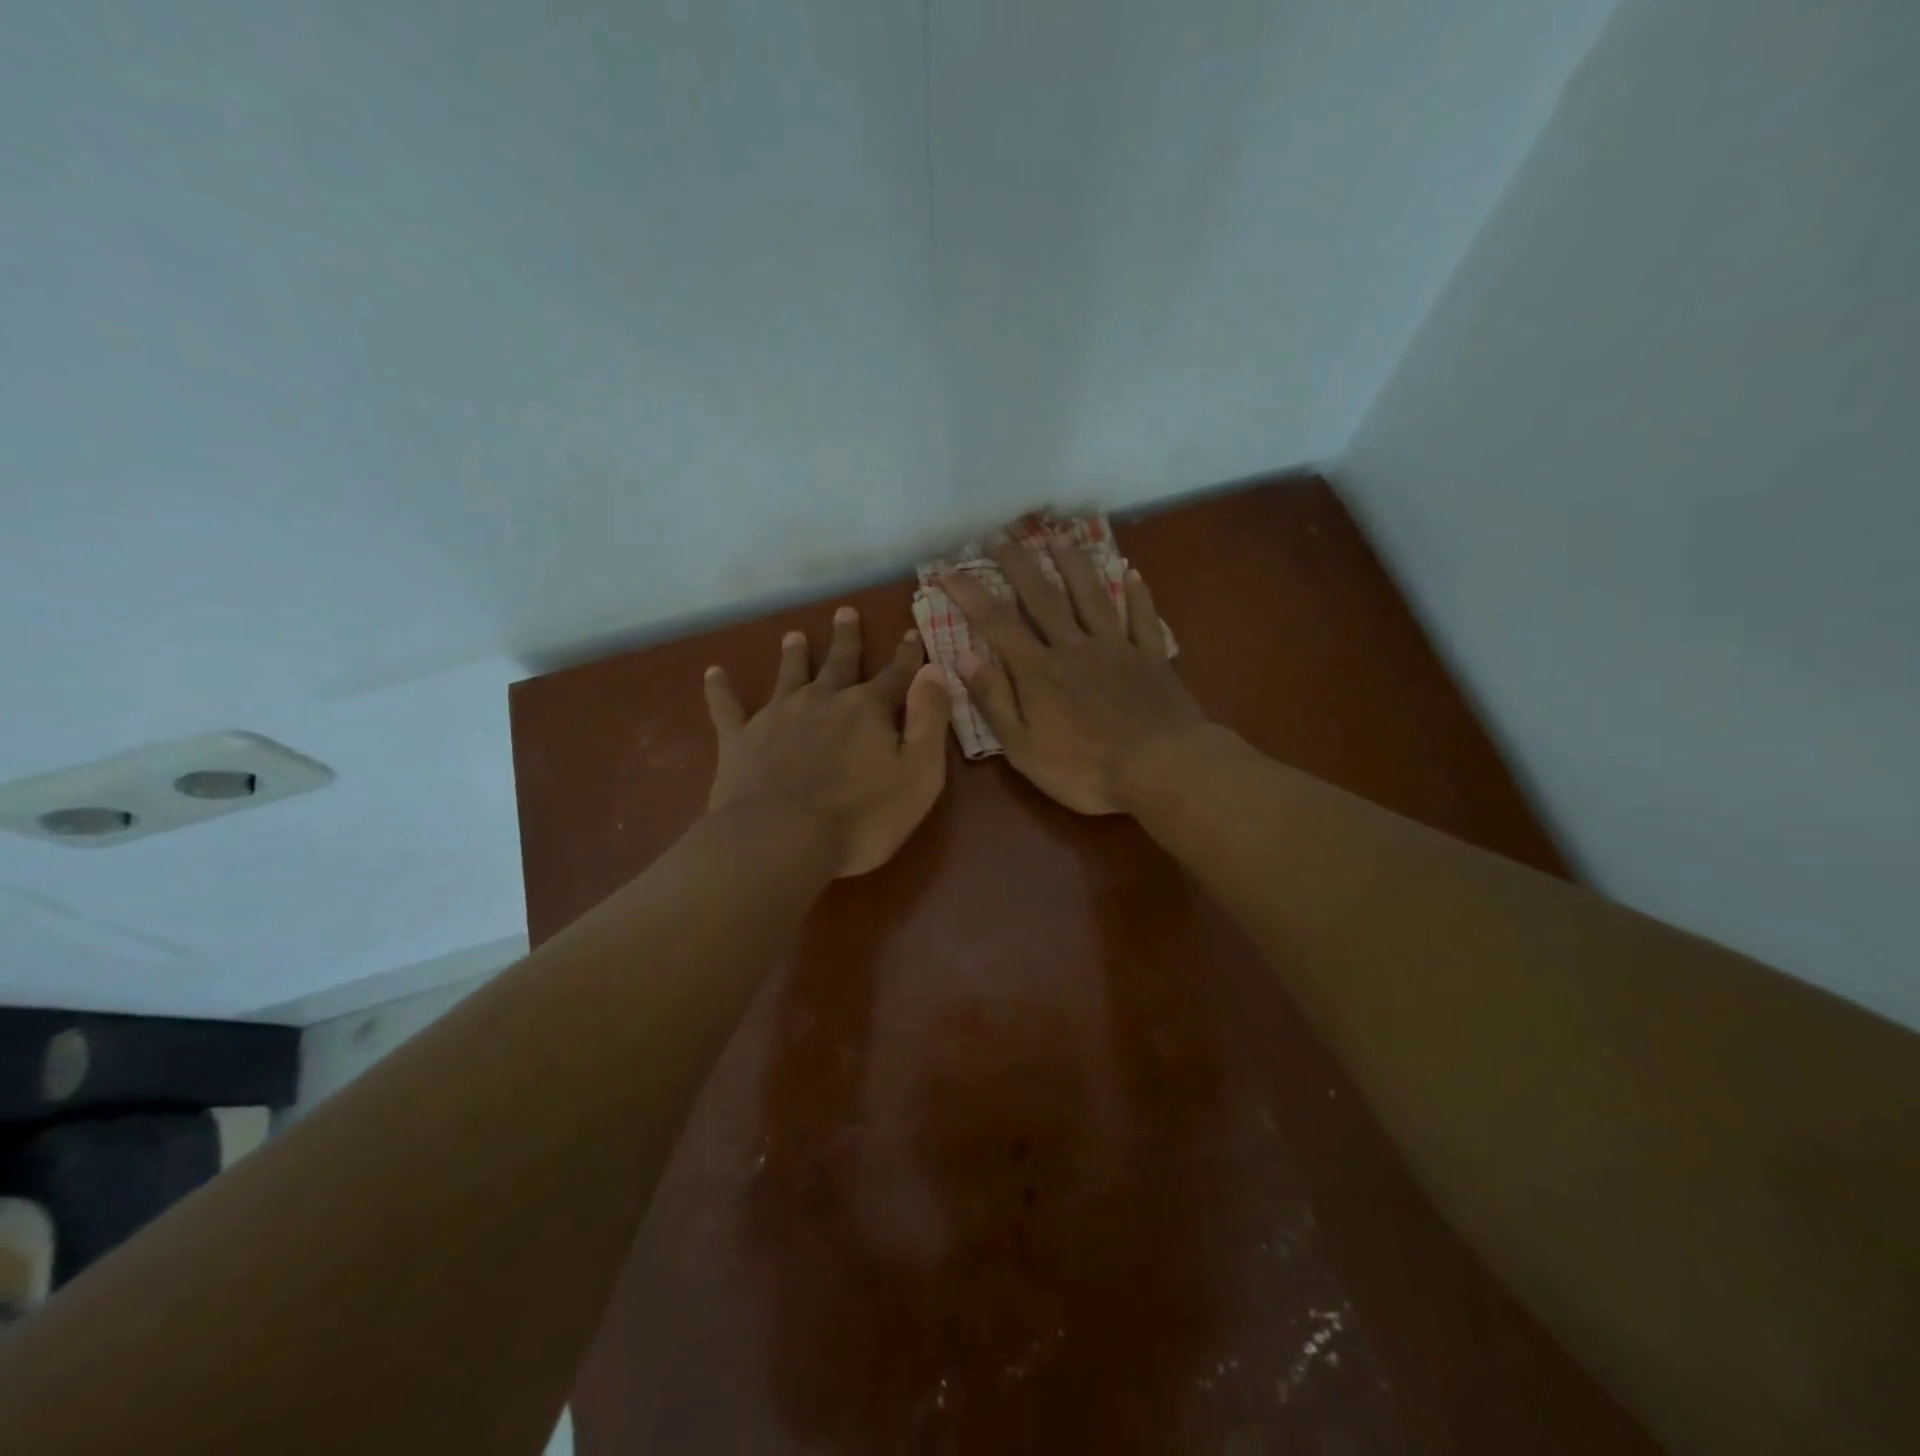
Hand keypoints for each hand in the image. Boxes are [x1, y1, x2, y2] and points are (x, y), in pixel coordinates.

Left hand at [704, 607, 951, 876]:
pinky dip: (720, 689)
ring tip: (793, 635)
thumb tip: (934, 670)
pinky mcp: (740, 740)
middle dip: (846, 638)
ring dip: (793, 655)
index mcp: (868, 709)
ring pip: (788, 675)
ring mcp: (777, 716)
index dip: (906, 655)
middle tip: (845, 612)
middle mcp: (823, 700)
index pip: (895, 674)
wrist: (781, 839)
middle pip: (839, 662)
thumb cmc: (861, 816)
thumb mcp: (919, 774)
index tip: (909, 633)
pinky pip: (727, 707)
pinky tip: (713, 673)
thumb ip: (930, 719)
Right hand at [940, 536, 1208, 814]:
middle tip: (1000, 535)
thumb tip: (962, 656)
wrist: (1162, 769)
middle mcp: (1074, 647)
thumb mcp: (1023, 748)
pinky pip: (1142, 618)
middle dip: (1018, 565)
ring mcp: (1116, 648)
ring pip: (1090, 596)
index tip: (947, 568)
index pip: (996, 623)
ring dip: (1072, 565)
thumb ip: (994, 700)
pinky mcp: (1151, 658)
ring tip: (1057, 537)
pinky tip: (1131, 572)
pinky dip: (1137, 594)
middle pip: (1042, 598)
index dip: (970, 593)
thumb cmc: (1085, 769)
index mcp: (1039, 671)